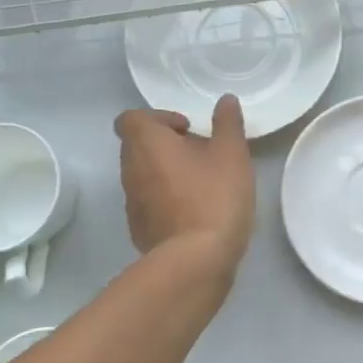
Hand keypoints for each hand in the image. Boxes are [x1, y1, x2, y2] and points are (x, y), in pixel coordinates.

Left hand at [114, 95, 255, 274]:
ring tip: (202, 184)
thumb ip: (228, 123)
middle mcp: (130, 170)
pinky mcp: (138, 231)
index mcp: (146, 144)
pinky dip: (165, 201)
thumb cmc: (214, 197)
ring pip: (143, 175)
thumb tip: (225, 100)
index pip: (131, 118)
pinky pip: (149, 203)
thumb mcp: (232, 153)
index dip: (158, 118)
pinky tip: (195, 213)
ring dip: (166, 173)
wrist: (196, 262)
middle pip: (138, 145)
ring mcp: (131, 203)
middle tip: (200, 154)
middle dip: (166, 145)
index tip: (187, 129)